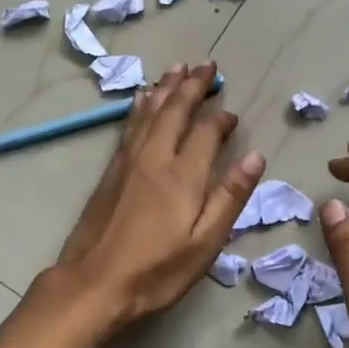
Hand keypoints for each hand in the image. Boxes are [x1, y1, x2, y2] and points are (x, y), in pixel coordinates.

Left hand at [52, 63, 265, 327]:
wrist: (94, 283)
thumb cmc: (157, 270)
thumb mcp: (205, 243)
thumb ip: (230, 197)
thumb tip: (254, 156)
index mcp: (183, 175)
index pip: (207, 132)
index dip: (222, 119)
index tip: (233, 115)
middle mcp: (155, 157)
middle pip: (175, 110)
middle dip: (192, 85)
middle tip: (206, 64)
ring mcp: (128, 161)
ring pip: (150, 112)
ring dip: (166, 88)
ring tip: (177, 68)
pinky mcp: (111, 171)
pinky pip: (130, 125)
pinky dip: (140, 107)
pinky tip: (142, 99)